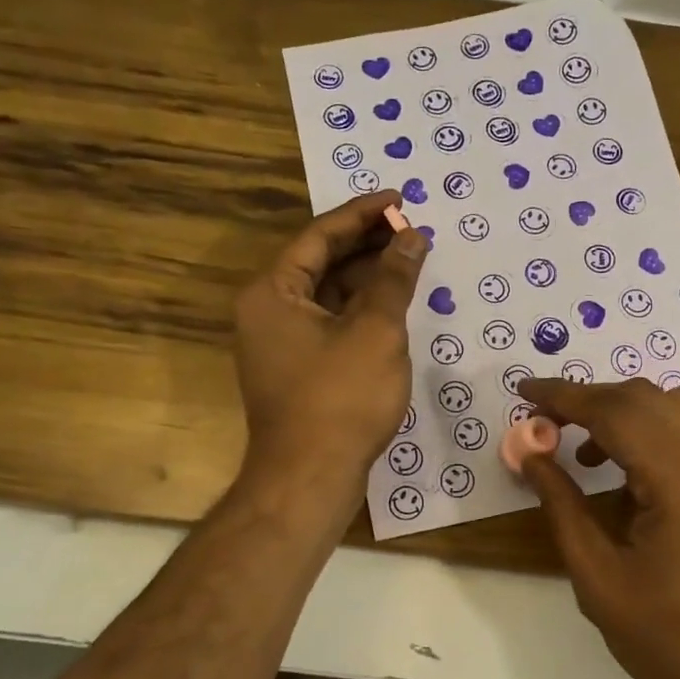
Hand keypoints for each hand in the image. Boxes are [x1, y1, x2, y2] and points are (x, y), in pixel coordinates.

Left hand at [234, 191, 426, 506]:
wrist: (309, 479)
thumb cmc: (340, 398)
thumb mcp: (375, 331)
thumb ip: (394, 278)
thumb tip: (412, 237)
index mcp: (273, 292)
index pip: (319, 236)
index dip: (362, 214)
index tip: (399, 199)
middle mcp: (267, 311)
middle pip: (320, 263)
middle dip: (367, 245)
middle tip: (411, 229)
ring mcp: (280, 343)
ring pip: (327, 295)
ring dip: (366, 278)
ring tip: (410, 262)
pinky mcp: (297, 370)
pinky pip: (329, 323)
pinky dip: (360, 310)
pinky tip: (393, 305)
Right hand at [518, 378, 679, 678]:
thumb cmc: (678, 639)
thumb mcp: (601, 581)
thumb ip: (562, 508)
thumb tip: (531, 455)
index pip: (611, 409)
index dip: (561, 395)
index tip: (522, 390)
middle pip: (643, 397)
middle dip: (588, 400)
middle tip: (546, 425)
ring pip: (673, 406)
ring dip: (623, 414)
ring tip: (586, 455)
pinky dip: (654, 431)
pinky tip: (633, 476)